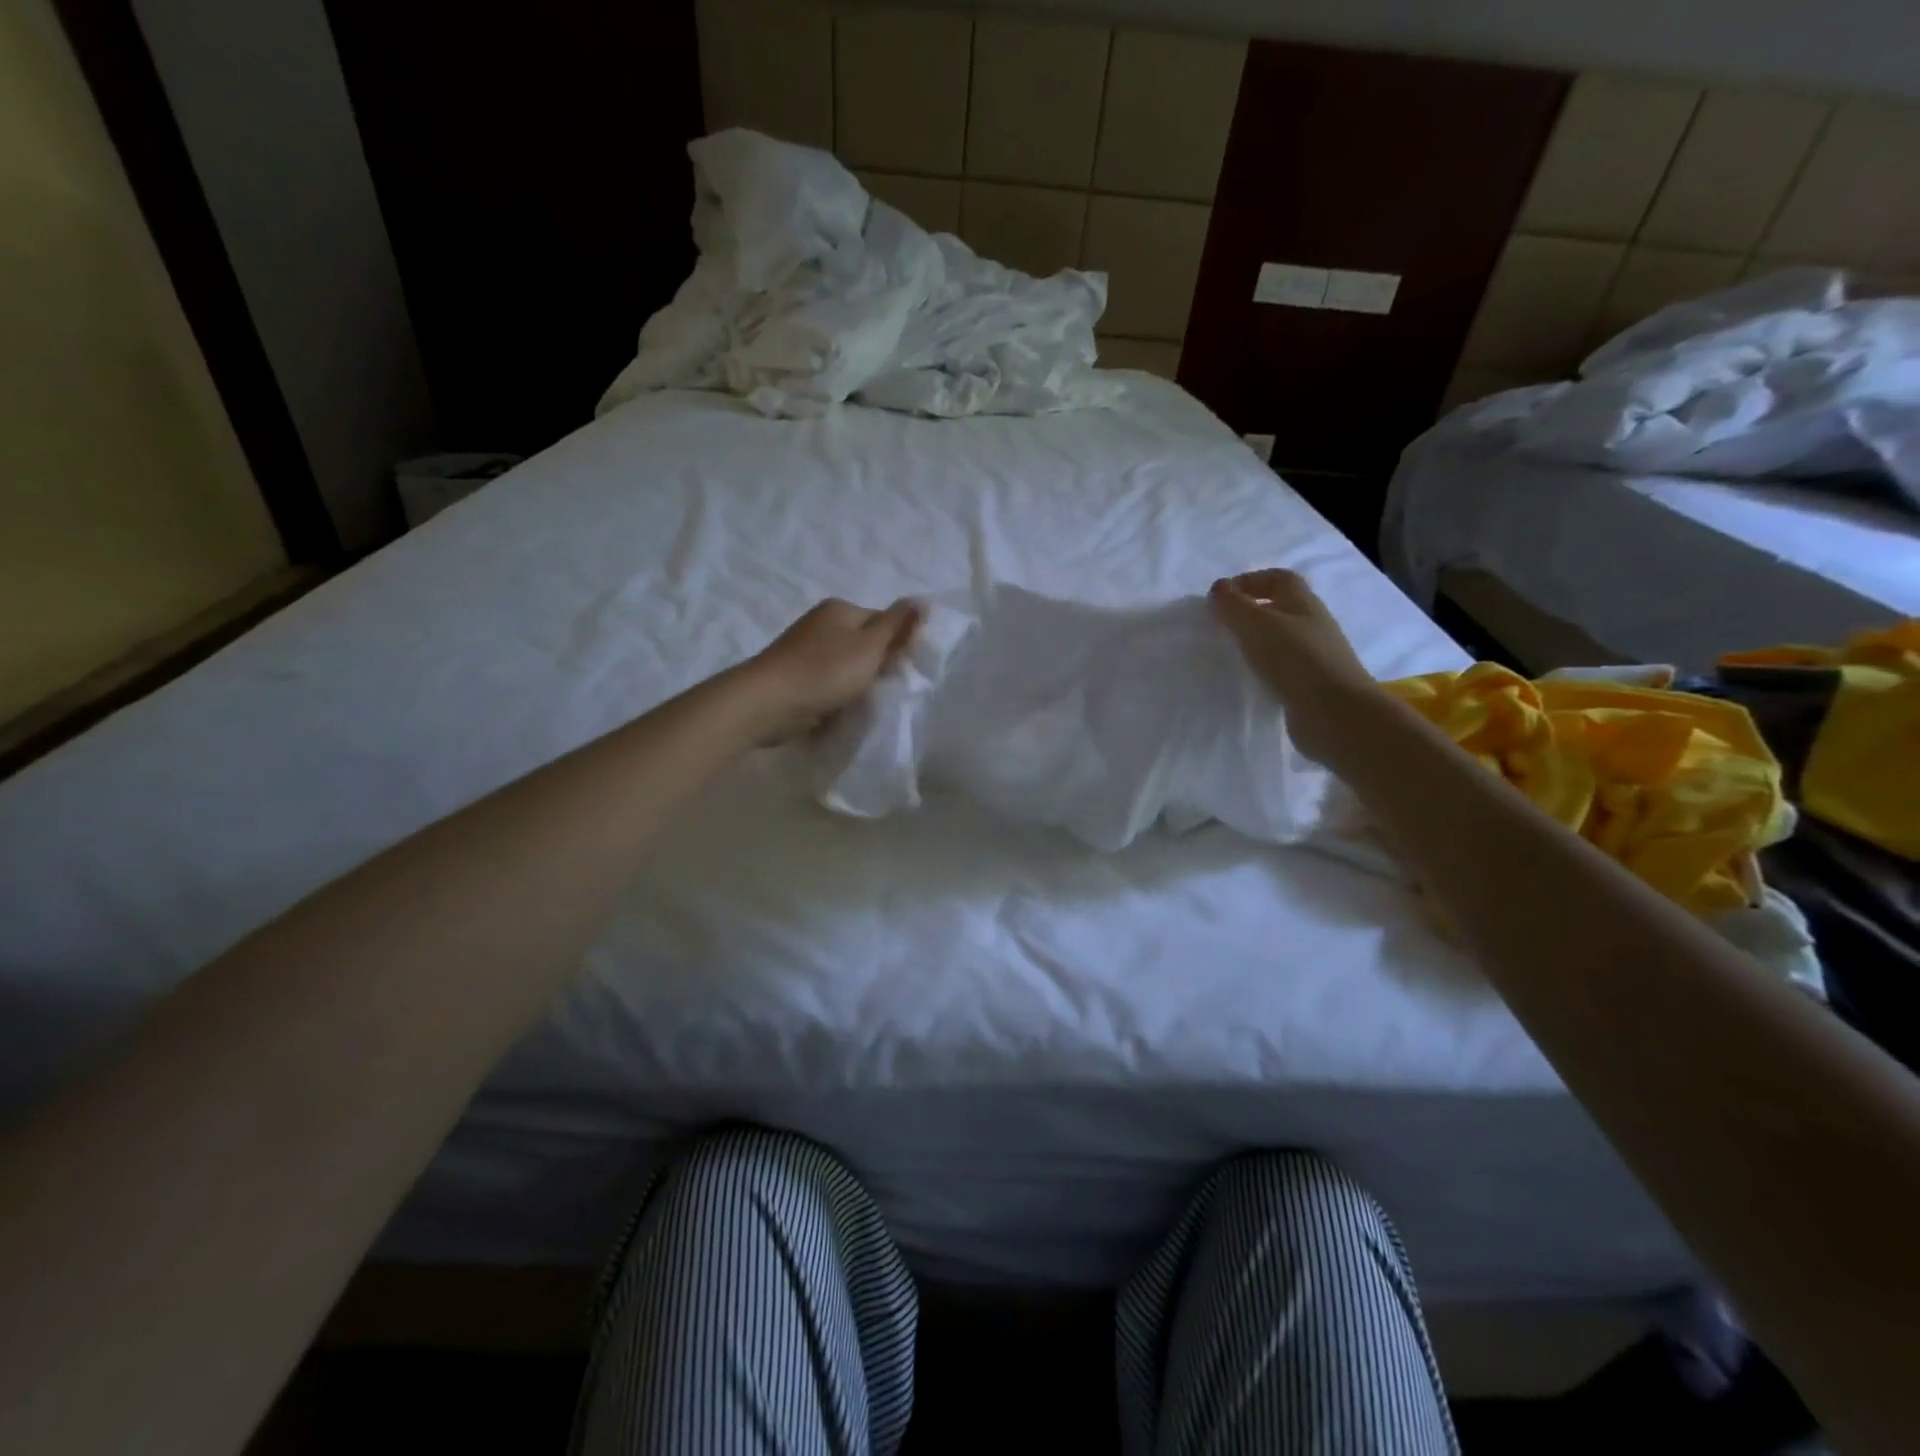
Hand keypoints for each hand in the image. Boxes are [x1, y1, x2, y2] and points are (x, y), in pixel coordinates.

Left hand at [742, 597, 921, 742]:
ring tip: (862, 704)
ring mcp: (803, 650)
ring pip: (845, 666)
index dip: (897, 646)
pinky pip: (826, 683)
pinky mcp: (793, 676)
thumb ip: (898, 625)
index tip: (902, 671)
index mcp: (840, 609)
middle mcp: (821, 623)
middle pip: (863, 644)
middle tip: (885, 690)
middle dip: (875, 667)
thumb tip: (923, 600)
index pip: (883, 622)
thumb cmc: (824, 671)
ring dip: (855, 684)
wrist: (767, 703)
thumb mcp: (870, 646)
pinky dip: (834, 695)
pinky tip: (838, 710)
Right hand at [1209, 569, 1374, 759]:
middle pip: (1281, 607)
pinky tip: (1249, 678)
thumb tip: (1218, 589)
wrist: (1335, 713)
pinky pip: (1283, 666)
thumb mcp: (1257, 625)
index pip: (1279, 578)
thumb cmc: (1295, 659)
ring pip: (1281, 638)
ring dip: (1257, 641)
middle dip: (1251, 611)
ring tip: (1231, 653)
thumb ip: (1233, 605)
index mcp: (1303, 603)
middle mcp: (1313, 625)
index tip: (1221, 597)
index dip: (1250, 580)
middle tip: (1221, 625)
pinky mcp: (1310, 684)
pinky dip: (1264, 667)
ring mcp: (1315, 656)